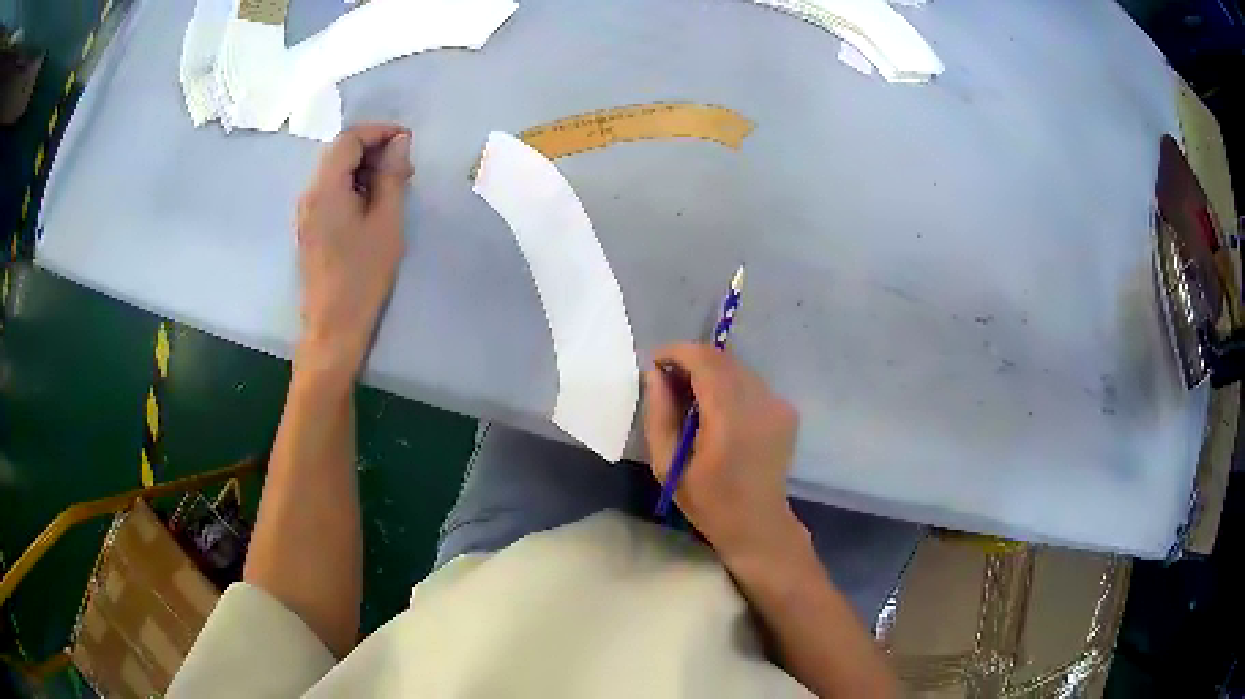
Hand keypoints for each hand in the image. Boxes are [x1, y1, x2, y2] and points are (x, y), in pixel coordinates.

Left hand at [295, 123, 412, 381]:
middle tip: (405, 167)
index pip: (349, 139)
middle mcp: (310, 194)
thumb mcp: (386, 222)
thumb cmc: (363, 276)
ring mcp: (307, 212)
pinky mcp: (310, 228)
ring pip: (335, 172)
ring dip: (365, 168)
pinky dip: (354, 186)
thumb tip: (399, 142)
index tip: (407, 141)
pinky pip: (331, 192)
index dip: (379, 131)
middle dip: (373, 149)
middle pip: (339, 152)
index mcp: (326, 188)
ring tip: (394, 187)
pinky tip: (374, 205)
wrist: (333, 327)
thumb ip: (392, 176)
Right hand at [643, 343, 804, 561]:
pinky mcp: (787, 409)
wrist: (758, 523)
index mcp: (730, 420)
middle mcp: (760, 403)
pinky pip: (751, 382)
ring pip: (737, 368)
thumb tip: (654, 374)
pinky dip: (729, 386)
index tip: (655, 364)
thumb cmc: (708, 501)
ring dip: (710, 372)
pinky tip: (718, 413)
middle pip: (722, 359)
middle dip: (691, 360)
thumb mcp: (667, 465)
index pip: (705, 362)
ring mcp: (778, 404)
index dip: (677, 353)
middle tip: (668, 382)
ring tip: (691, 399)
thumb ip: (659, 415)